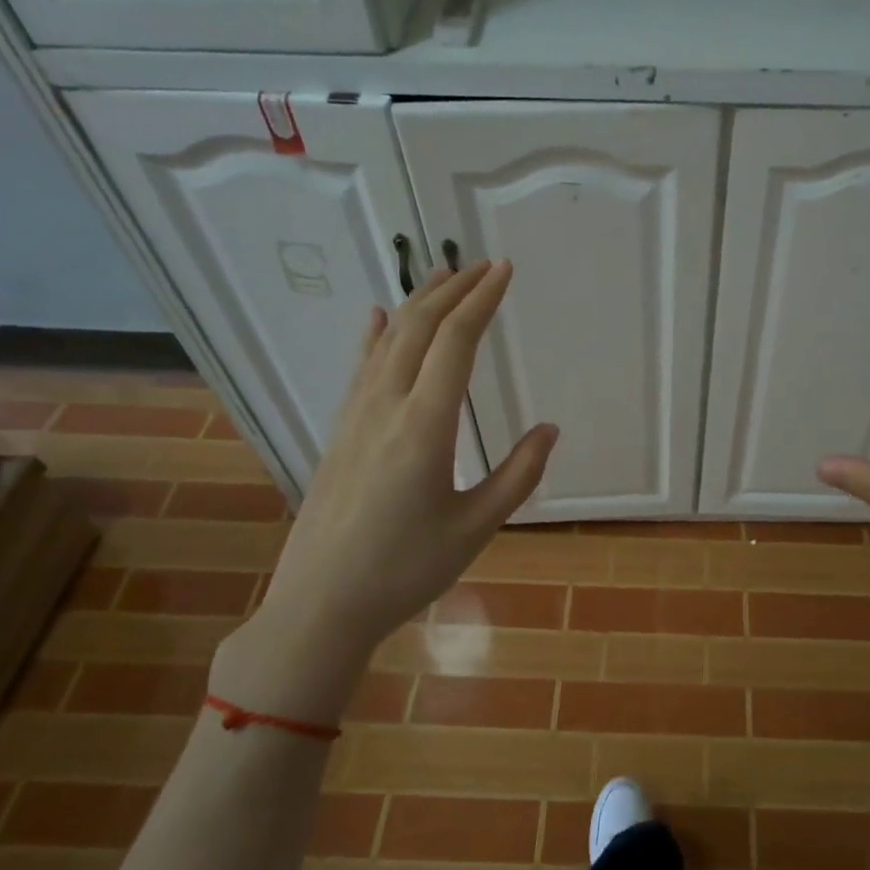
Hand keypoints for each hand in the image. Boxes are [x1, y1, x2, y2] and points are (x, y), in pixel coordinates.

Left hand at [214, 262, 555, 724]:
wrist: (320, 604)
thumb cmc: (405, 570)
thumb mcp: (476, 527)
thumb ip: (518, 474)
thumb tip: (549, 430)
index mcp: (425, 426)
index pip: (456, 342)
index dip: (482, 300)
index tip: (504, 270)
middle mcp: (386, 406)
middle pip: (420, 328)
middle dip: (453, 289)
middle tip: (483, 265)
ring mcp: (355, 416)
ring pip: (389, 340)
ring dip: (419, 303)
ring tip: (444, 278)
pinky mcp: (340, 431)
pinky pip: (361, 367)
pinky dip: (376, 335)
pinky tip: (379, 317)